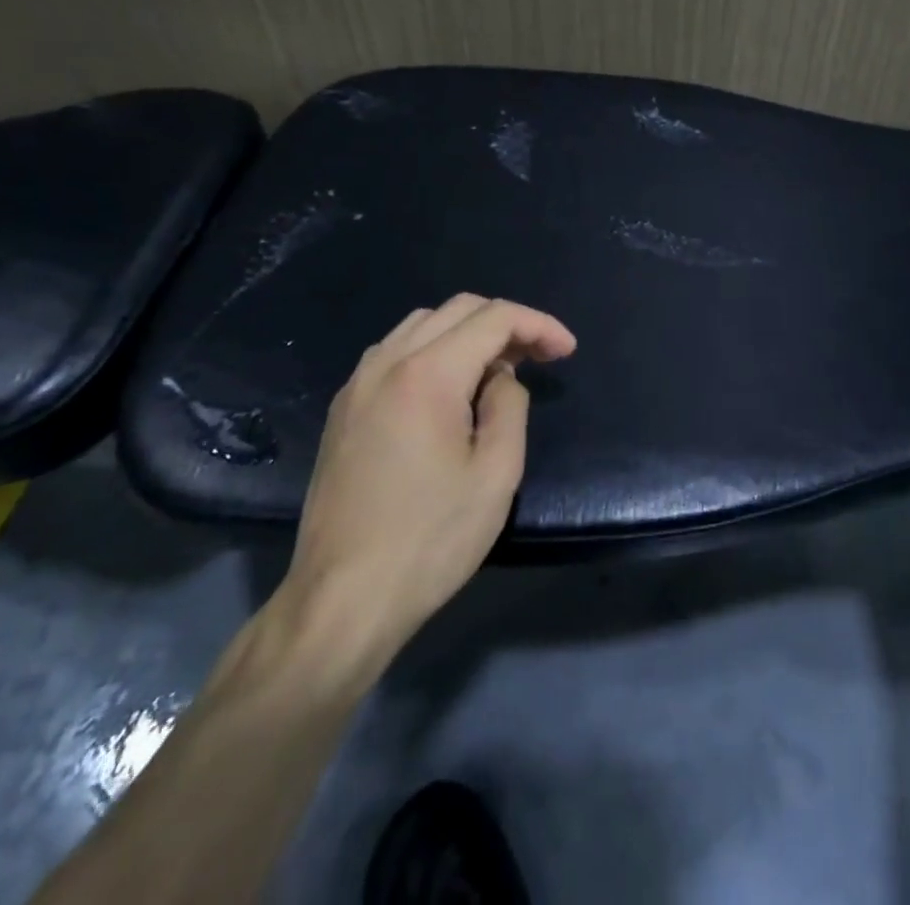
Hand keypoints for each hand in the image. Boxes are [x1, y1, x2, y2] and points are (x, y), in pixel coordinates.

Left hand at [270, 295, 576, 682]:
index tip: (568, 352)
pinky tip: (450, 389)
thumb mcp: (496, 474)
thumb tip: (500, 378)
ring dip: (468, 333)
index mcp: (427, 374)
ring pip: (422, 324)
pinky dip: (433, 350)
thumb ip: (509, 405)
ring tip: (498, 370)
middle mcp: (387, 363)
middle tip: (540, 357)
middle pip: (458, 309)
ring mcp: (357, 384)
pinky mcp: (343, 409)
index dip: (539, 325)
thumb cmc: (430, 540)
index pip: (494, 318)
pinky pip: (395, 351)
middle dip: (507, 323)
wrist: (341, 601)